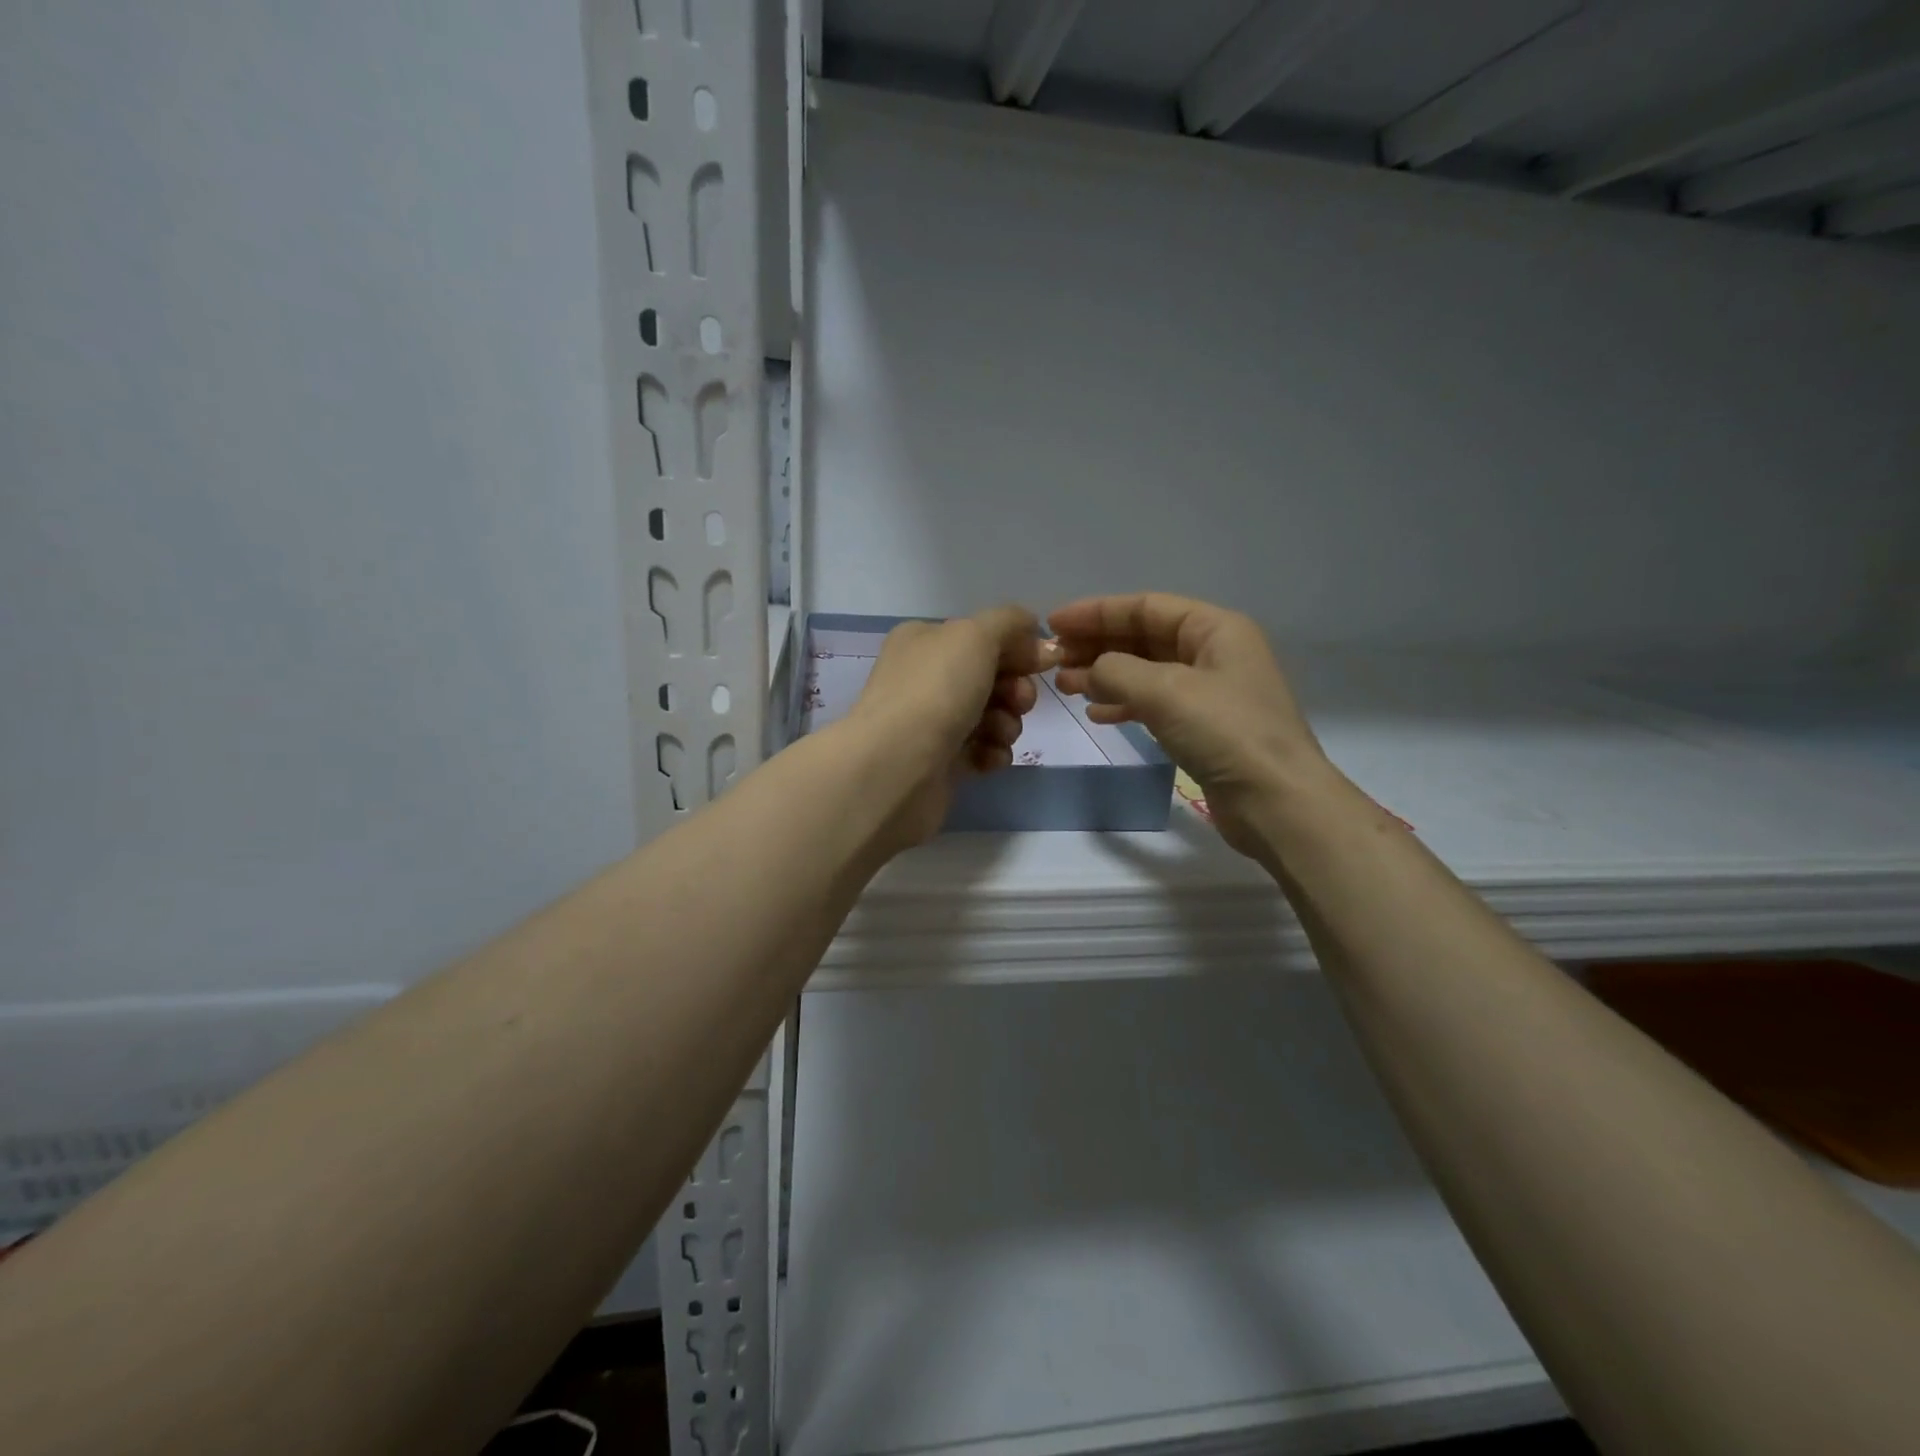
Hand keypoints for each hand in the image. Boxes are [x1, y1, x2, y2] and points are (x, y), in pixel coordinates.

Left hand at [843, 607, 1059, 847]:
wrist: (897, 766)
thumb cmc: (936, 690)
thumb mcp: (975, 635)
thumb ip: (1010, 623)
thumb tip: (1037, 637)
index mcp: (924, 640)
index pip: (982, 635)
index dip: (1018, 647)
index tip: (1044, 663)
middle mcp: (924, 677)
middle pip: (991, 676)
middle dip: (1015, 689)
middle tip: (1018, 702)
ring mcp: (931, 721)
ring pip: (991, 715)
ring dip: (1007, 723)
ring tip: (997, 733)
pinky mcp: (940, 761)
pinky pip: (981, 750)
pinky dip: (992, 752)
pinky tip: (987, 757)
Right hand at [1050, 593, 1336, 858]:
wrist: (1276, 802)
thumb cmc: (1225, 733)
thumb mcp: (1165, 691)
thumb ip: (1116, 670)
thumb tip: (1089, 671)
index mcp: (1215, 628)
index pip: (1145, 606)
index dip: (1096, 612)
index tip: (1053, 624)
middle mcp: (1214, 652)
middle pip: (1144, 637)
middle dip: (1098, 645)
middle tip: (1054, 660)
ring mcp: (1210, 691)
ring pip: (1145, 671)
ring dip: (1105, 675)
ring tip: (1066, 687)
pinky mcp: (1203, 726)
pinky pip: (1154, 703)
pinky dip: (1124, 704)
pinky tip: (1097, 714)